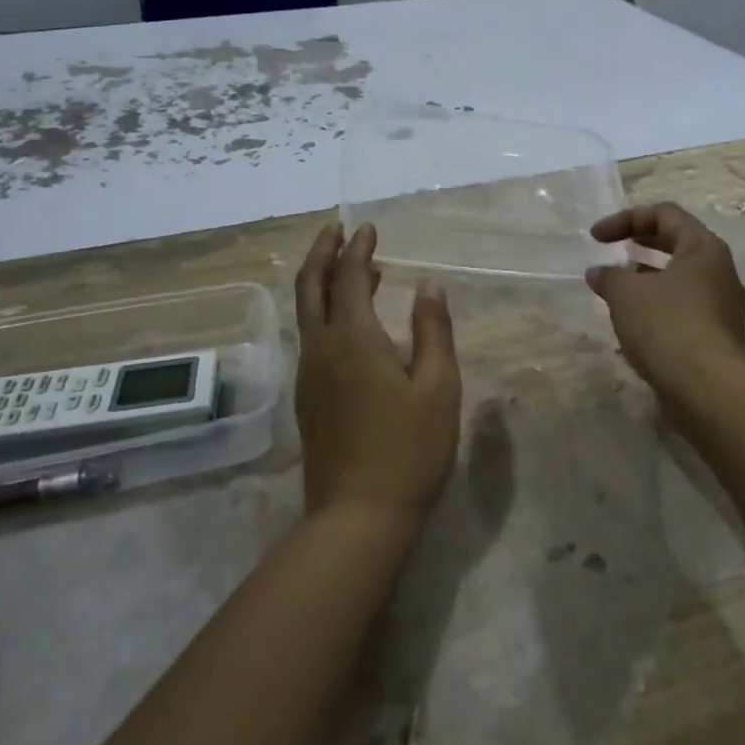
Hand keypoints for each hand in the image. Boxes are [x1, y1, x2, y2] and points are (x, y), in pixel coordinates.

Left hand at [293, 221, 461, 529]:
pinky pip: (311, 336)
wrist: (356, 517)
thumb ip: (433, 330)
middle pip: (311, 285)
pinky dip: (325, 311)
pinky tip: (350, 323)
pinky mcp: (307, 398)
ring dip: (323, 281)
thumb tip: (429, 285)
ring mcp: (308, 374)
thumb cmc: (408, 449)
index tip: (369, 227)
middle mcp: (321, 348)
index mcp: (353, 339)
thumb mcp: (438, 387)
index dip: (358, 248)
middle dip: (323, 252)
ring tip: (352, 269)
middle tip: (338, 229)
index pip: (349, 276)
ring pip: (306, 312)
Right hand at [585, 203, 744, 414]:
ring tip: (617, 289)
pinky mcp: (716, 336)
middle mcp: (719, 271)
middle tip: (612, 251)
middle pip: (677, 243)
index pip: (665, 214)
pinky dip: (657, 305)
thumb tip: (599, 273)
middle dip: (640, 243)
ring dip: (647, 277)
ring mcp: (722, 305)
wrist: (708, 389)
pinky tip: (633, 324)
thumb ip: (609, 276)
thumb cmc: (667, 325)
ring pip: (680, 278)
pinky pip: (683, 307)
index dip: (626, 219)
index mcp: (703, 248)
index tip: (595, 239)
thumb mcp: (626, 293)